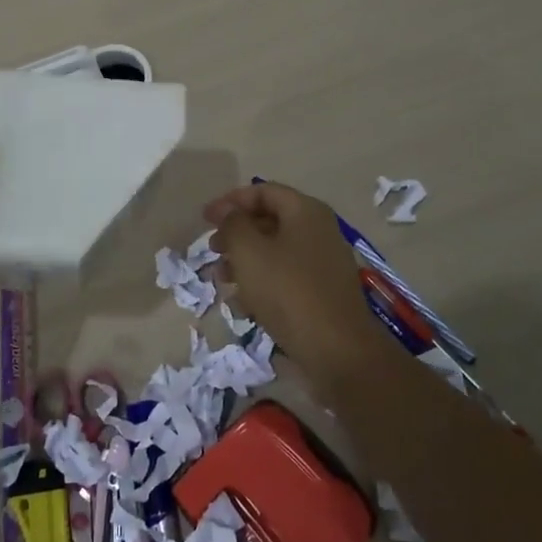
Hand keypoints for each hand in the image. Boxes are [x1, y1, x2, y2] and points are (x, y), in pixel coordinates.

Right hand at [203, 181, 385, 385]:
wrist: (336, 350)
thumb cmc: (288, 291)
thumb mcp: (249, 251)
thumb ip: (233, 224)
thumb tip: (228, 213)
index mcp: (305, 211)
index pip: (263, 191)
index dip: (230, 201)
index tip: (204, 219)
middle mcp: (319, 231)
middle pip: (270, 221)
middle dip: (236, 234)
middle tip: (211, 251)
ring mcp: (324, 263)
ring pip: (276, 252)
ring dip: (245, 261)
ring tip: (220, 280)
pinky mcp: (323, 293)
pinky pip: (286, 277)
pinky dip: (263, 283)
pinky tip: (243, 305)